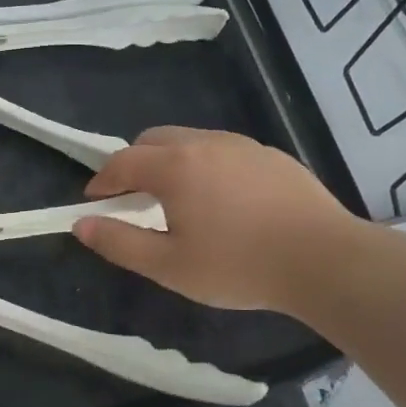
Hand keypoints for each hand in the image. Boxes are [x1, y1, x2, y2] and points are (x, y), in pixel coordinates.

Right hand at [73, 127, 363, 314]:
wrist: (325, 260)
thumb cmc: (238, 265)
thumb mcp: (169, 266)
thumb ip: (119, 243)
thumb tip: (81, 225)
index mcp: (175, 166)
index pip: (122, 162)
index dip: (102, 181)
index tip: (94, 202)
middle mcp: (206, 143)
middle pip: (153, 140)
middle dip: (133, 164)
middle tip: (132, 200)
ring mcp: (243, 145)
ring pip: (190, 140)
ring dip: (170, 162)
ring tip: (177, 201)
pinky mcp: (271, 155)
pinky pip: (222, 150)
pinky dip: (204, 166)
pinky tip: (221, 201)